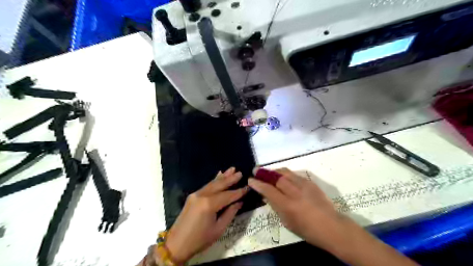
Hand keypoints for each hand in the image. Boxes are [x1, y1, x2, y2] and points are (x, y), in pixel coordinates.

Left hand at [165, 167, 248, 262]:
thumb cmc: (200, 239)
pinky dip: (214, 180)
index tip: (248, 187)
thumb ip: (230, 213)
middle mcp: (202, 195)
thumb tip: (240, 202)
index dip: (239, 192)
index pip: (228, 195)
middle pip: (220, 185)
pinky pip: (206, 186)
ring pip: (213, 183)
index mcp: (209, 204)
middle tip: (241, 173)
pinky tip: (219, 174)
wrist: (176, 244)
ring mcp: (196, 194)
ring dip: (223, 176)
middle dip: (231, 179)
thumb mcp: (219, 229)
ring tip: (232, 169)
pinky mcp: (192, 196)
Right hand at [248, 168, 416, 265]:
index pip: (268, 190)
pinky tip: (283, 175)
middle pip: (276, 177)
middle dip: (264, 173)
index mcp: (287, 205)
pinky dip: (285, 173)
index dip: (258, 184)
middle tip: (256, 170)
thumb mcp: (287, 221)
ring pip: (285, 172)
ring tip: (268, 171)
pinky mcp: (310, 182)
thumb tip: (267, 195)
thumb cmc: (307, 230)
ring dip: (274, 170)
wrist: (331, 226)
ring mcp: (303, 185)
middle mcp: (294, 192)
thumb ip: (276, 206)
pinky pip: (294, 174)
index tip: (250, 179)